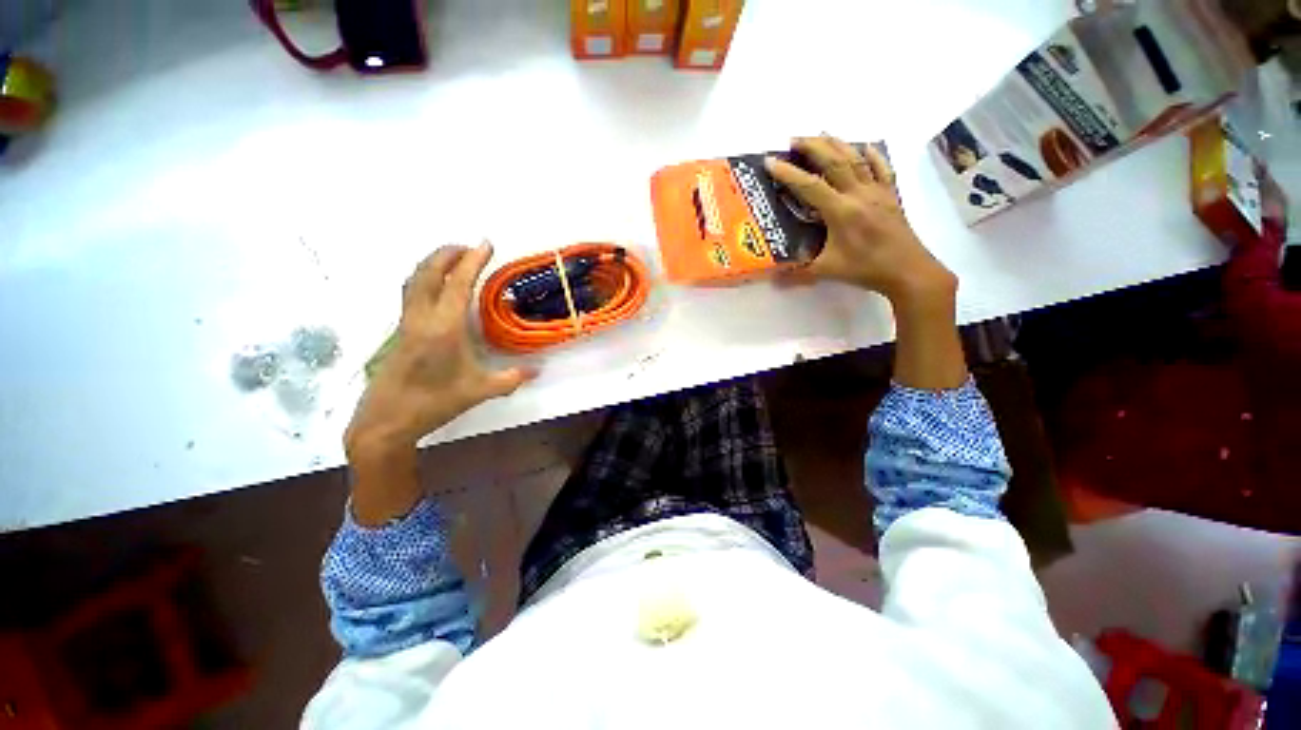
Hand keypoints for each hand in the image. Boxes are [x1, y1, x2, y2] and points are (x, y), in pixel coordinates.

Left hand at [345, 241, 535, 462]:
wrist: (387, 420)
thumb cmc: (435, 402)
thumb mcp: (480, 391)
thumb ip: (511, 378)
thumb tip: (538, 370)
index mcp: (444, 328)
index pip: (458, 284)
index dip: (473, 261)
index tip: (486, 244)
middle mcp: (422, 318)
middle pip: (428, 272)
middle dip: (448, 253)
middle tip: (468, 246)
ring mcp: (406, 323)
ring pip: (414, 280)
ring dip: (433, 263)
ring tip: (453, 259)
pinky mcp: (400, 331)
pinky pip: (411, 293)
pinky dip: (424, 279)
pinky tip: (437, 289)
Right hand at [765, 135, 956, 306]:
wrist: (907, 270)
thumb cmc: (865, 269)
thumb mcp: (826, 271)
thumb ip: (797, 273)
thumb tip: (772, 279)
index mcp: (840, 211)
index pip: (810, 186)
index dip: (788, 173)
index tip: (771, 161)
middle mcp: (859, 194)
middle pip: (834, 161)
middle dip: (813, 146)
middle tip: (794, 139)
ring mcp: (877, 192)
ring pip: (856, 159)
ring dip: (837, 144)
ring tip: (821, 134)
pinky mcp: (891, 195)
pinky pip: (882, 169)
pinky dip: (873, 155)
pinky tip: (865, 146)